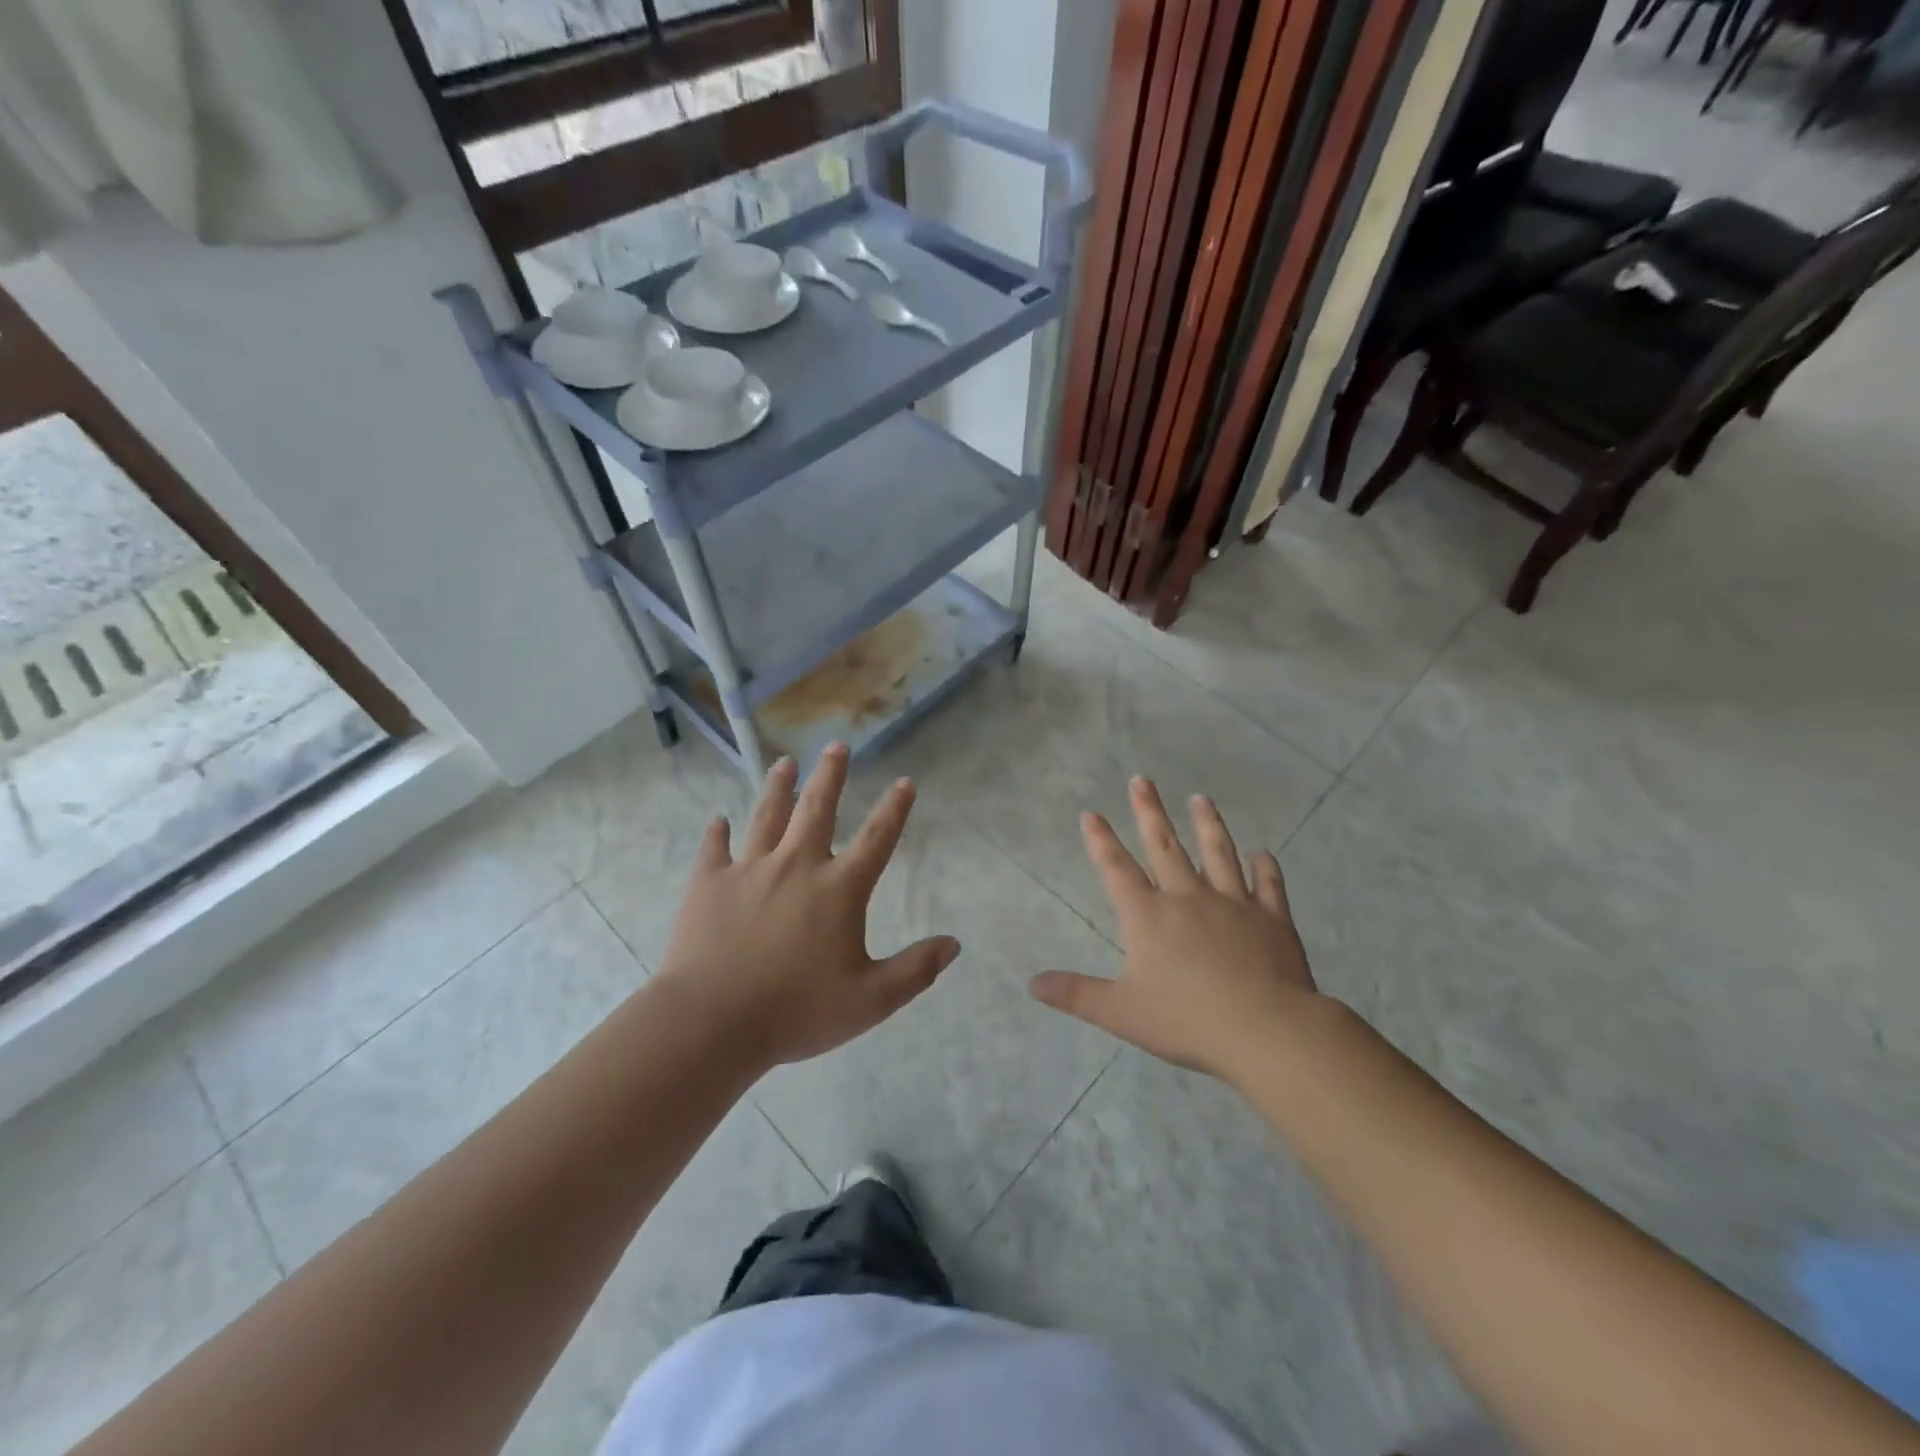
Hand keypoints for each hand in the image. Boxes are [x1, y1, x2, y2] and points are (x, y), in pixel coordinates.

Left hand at [654, 742, 959, 1069]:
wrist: (711, 1022)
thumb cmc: (796, 1011)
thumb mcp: (870, 1000)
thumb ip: (915, 970)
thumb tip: (954, 944)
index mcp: (838, 889)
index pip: (876, 839)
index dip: (894, 809)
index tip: (905, 781)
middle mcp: (797, 866)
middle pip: (818, 809)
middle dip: (830, 774)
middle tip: (835, 745)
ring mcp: (749, 870)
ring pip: (767, 816)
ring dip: (778, 787)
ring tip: (783, 763)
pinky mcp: (708, 883)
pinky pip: (714, 849)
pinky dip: (717, 834)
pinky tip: (718, 822)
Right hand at [1029, 777, 1321, 1083]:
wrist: (1266, 1030)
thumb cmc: (1187, 1020)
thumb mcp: (1121, 1012)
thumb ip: (1076, 994)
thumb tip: (1031, 983)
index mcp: (1149, 917)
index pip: (1117, 870)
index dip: (1101, 841)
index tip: (1091, 813)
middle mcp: (1188, 898)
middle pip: (1164, 847)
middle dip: (1149, 812)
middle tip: (1142, 780)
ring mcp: (1234, 904)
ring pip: (1217, 854)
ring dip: (1207, 824)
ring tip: (1201, 799)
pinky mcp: (1271, 918)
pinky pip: (1268, 885)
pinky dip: (1265, 868)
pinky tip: (1263, 853)